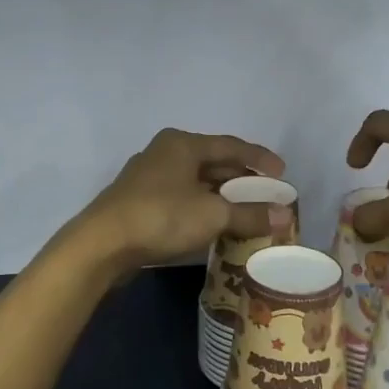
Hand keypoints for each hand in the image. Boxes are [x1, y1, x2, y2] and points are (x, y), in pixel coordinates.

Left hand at [73, 129, 286, 273]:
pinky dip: (201, 207)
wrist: (102, 244)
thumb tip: (286, 215)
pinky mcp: (137, 202)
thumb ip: (250, 214)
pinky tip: (212, 224)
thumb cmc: (161, 217)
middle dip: (241, 179)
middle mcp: (164, 153)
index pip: (231, 146)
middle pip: (212, 162)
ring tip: (245, 211)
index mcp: (182, 144)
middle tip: (266, 195)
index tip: (282, 173)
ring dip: (221, 196)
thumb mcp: (213, 215)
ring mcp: (147, 178)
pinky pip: (180, 198)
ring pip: (195, 182)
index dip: (259, 159)